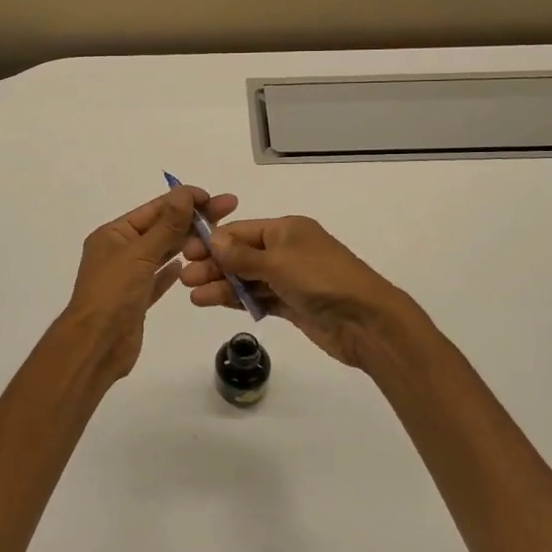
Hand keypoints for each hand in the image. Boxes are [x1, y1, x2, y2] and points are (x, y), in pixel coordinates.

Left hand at [62, 185, 237, 380]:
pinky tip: (190, 264)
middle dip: (192, 220)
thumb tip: (184, 193)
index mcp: (113, 234)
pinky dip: (172, 271)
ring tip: (218, 236)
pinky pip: (158, 279)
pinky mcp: (137, 300)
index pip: (154, 209)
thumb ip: (166, 225)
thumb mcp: (140, 254)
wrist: (97, 346)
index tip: (213, 196)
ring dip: (186, 243)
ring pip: (161, 253)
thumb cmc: (113, 293)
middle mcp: (119, 251)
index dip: (183, 200)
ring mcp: (128, 276)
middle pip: (160, 229)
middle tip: (229, 210)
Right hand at [180, 213, 415, 372]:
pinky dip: (238, 300)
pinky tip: (214, 303)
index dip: (213, 242)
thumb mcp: (279, 262)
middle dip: (213, 265)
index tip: (186, 254)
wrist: (366, 321)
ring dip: (221, 285)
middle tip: (185, 278)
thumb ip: (243, 255)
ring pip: (247, 278)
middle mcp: (287, 250)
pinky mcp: (292, 304)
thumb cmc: (322, 280)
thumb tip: (214, 240)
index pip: (241, 232)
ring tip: (193, 296)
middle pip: (241, 255)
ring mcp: (290, 279)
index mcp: (287, 229)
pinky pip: (258, 297)